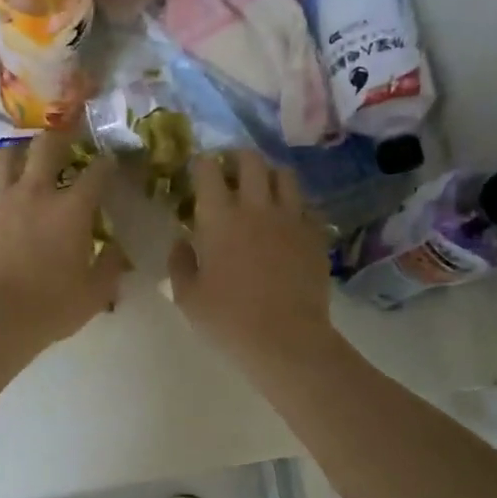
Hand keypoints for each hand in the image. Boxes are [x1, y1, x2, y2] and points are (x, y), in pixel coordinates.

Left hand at [0, 129, 125, 349]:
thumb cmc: (50, 307)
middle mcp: (35, 193)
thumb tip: (118, 250)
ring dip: (14, 155)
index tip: (111, 161)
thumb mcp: (95, 294)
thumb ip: (111, 266)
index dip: (107, 163)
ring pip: (4, 158)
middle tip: (64, 139)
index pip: (97, 172)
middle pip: (47, 147)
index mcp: (71, 209)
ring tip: (19, 160)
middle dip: (59, 137)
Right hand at [168, 150, 336, 370]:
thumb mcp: (187, 296)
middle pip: (250, 160)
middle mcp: (256, 207)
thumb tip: (182, 242)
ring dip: (269, 175)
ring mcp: (291, 218)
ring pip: (284, 175)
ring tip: (262, 190)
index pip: (208, 169)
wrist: (286, 339)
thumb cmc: (228, 320)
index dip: (202, 164)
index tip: (198, 172)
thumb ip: (180, 263)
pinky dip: (295, 207)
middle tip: (230, 172)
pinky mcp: (316, 235)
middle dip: (237, 158)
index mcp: (219, 217)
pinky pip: (307, 206)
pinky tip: (288, 222)